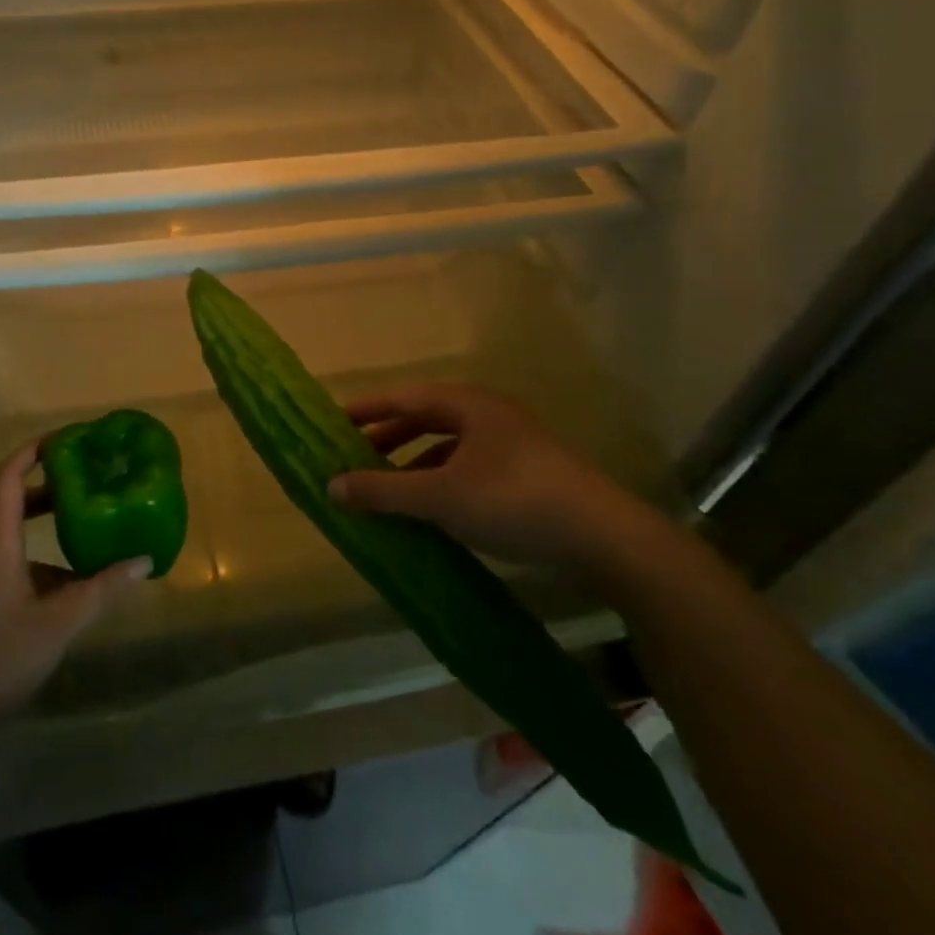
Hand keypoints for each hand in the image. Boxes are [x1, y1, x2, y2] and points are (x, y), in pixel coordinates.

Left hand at [0, 439, 149, 737]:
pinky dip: (37, 561)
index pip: (8, 476)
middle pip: (12, 502)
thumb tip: (145, 561)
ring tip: (88, 531)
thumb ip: (101, 590)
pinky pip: (6, 563)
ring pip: (11, 537)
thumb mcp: (57, 625)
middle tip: (89, 481)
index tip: (67, 439)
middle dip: (50, 487)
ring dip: (45, 528)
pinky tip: (66, 589)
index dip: (33, 450)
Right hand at [330, 383, 651, 574]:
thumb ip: (383, 491)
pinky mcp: (526, 473)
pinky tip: (430, 507)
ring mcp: (511, 443)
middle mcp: (487, 414)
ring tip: (385, 486)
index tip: (332, 423)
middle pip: (424, 418)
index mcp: (466, 403)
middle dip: (387, 438)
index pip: (402, 398)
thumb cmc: (513, 500)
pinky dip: (440, 481)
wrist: (604, 536)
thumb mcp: (440, 496)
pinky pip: (467, 467)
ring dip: (413, 462)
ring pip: (447, 445)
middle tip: (353, 457)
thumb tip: (331, 485)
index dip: (365, 410)